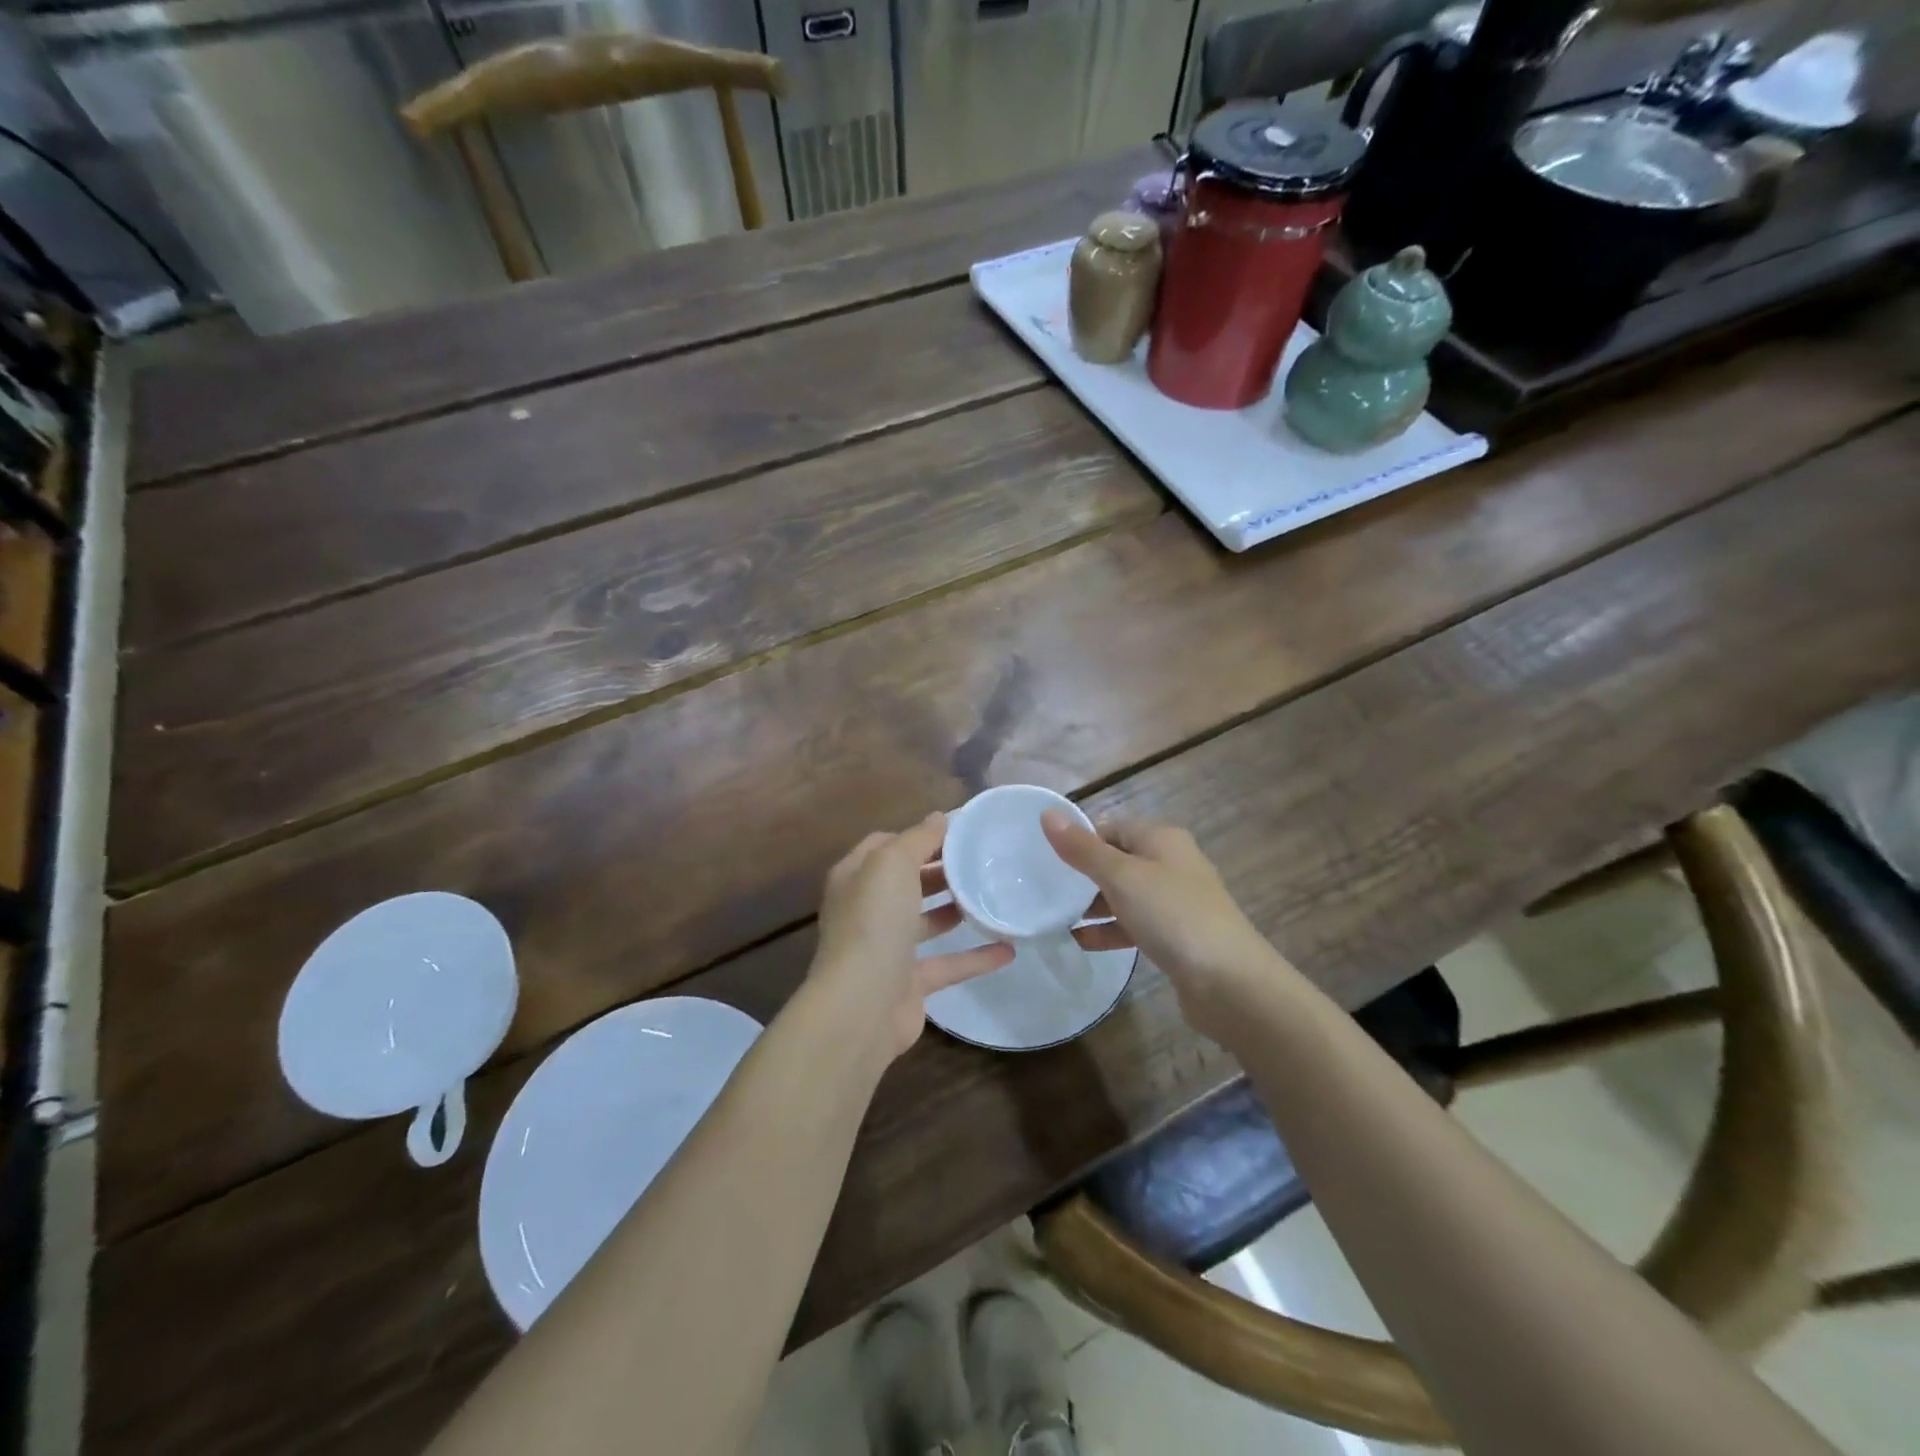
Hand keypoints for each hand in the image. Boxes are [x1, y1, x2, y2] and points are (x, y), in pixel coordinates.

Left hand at [807, 812, 1014, 1060]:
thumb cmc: (874, 922)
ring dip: (955, 909)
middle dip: (939, 870)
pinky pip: (947, 964)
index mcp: (856, 877)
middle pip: (907, 882)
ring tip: (992, 895)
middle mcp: (867, 910)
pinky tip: (1009, 949)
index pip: (885, 845)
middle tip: (981, 861)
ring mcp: (887, 949)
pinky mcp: (909, 983)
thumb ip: (918, 838)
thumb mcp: (892, 864)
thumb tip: (938, 818)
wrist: (862, 1005)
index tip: (958, 831)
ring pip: (925, 921)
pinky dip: (976, 957)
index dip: (918, 835)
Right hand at [1042, 812, 1291, 1041]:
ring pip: (1126, 895)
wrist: (1230, 983)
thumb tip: (1047, 814)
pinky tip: (1083, 942)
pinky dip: (1111, 930)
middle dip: (1084, 874)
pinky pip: (1135, 924)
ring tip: (1057, 917)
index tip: (1045, 858)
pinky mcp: (1177, 936)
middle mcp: (1172, 864)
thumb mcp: (1121, 877)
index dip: (1080, 839)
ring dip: (1094, 905)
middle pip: (1118, 860)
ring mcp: (1176, 902)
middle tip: (1047, 889)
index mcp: (1162, 839)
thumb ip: (1082, 849)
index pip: (1111, 827)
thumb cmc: (1173, 916)